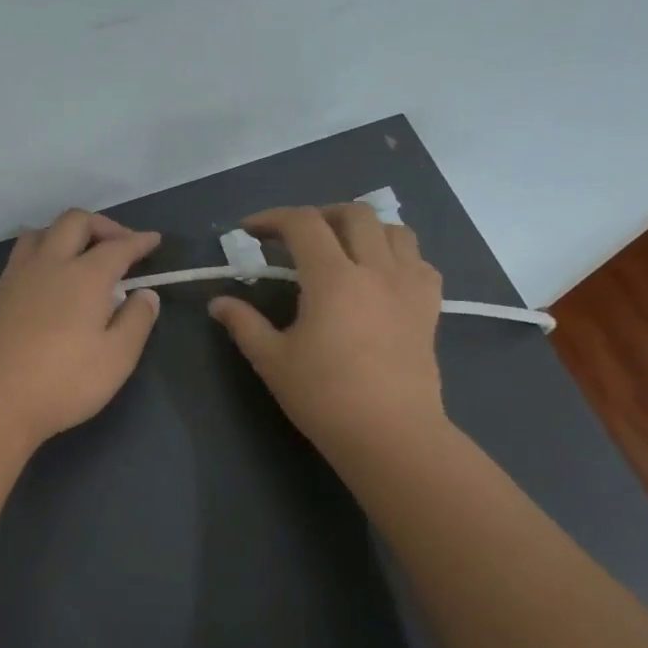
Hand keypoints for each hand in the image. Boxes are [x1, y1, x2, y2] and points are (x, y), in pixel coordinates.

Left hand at [0, 210, 162, 447]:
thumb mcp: (117, 358)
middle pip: (75, 222)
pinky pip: (23, 252)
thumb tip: (146, 293)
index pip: (118, 246)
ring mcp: (20, 275)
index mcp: (85, 276)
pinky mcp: (0, 293)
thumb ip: (137, 321)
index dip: (139, 241)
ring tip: (81, 253)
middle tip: (120, 245)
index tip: (154, 241)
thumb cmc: (64, 382)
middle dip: (103, 225)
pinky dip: (43, 249)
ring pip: (43, 231)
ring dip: (67, 232)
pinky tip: (49, 274)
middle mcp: (51, 264)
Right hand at [208, 204, 445, 455]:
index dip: (272, 218)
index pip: (303, 224)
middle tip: (294, 238)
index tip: (249, 231)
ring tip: (340, 249)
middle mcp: (375, 269)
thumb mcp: (271, 360)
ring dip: (362, 229)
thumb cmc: (323, 396)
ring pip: (394, 230)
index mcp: (333, 277)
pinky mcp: (429, 307)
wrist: (389, 433)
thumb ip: (243, 323)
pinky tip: (379, 276)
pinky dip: (396, 255)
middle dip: (318, 215)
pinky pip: (419, 261)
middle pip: (353, 214)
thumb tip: (218, 303)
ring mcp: (409, 286)